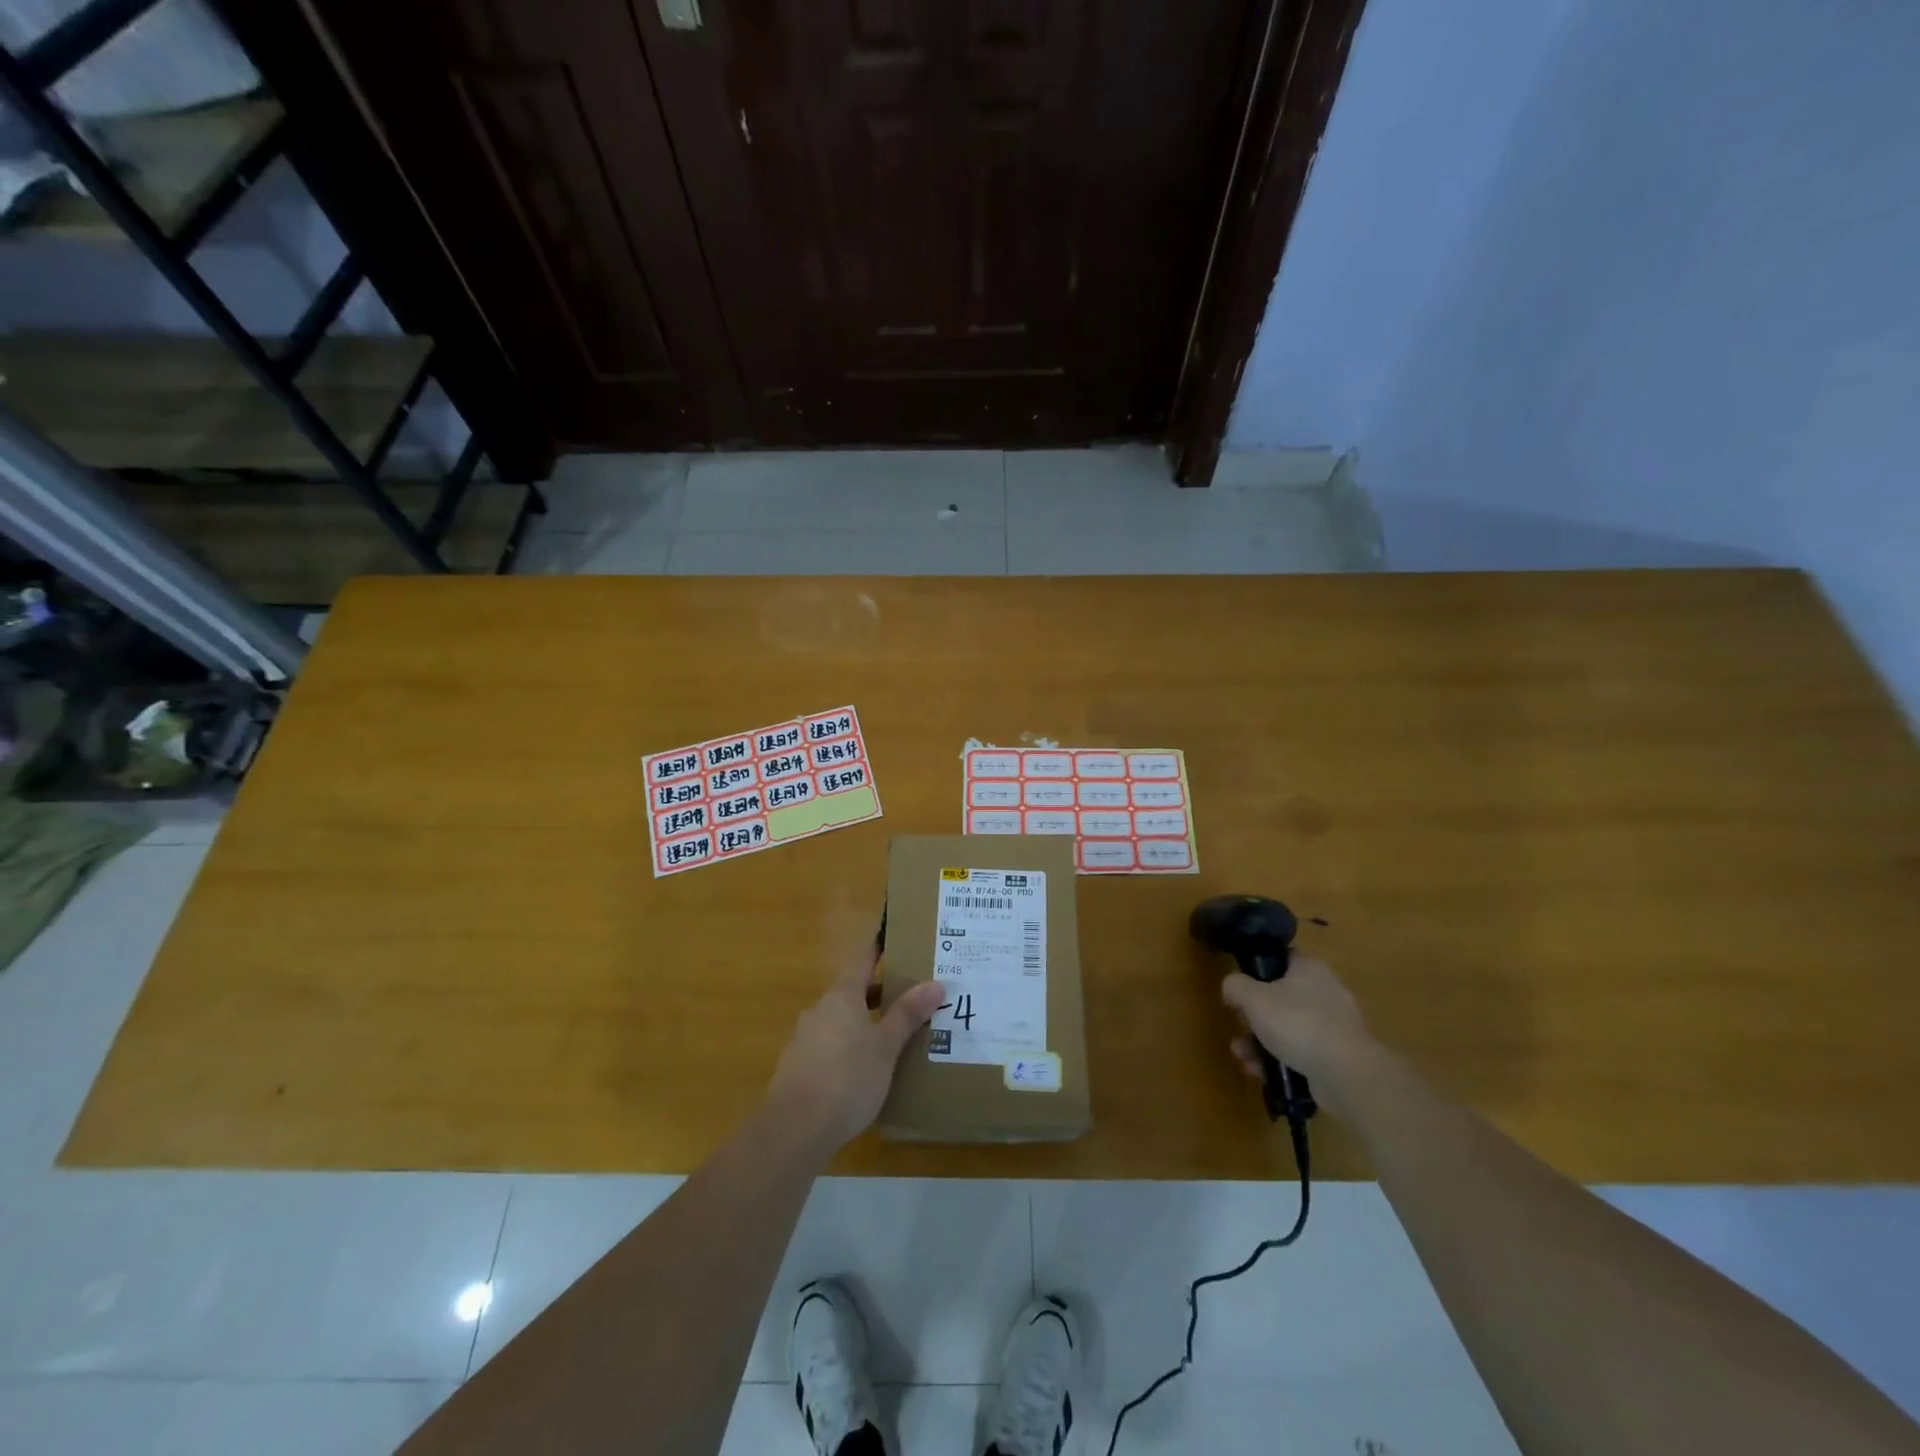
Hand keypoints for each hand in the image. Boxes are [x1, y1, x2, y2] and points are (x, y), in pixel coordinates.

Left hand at [767, 941, 944, 1152]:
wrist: (795, 1128)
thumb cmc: (847, 1078)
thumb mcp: (886, 1046)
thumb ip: (907, 1014)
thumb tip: (935, 983)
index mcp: (842, 996)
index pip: (863, 959)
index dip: (879, 947)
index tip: (893, 935)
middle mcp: (820, 1010)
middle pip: (853, 991)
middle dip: (879, 993)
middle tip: (909, 995)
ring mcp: (805, 1039)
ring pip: (841, 1020)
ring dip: (864, 1022)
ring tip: (893, 1036)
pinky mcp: (798, 1067)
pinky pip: (830, 1046)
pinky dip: (850, 1048)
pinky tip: (866, 1070)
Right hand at [1221, 955, 1373, 1103]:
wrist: (1345, 1074)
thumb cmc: (1297, 1023)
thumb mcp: (1254, 998)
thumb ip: (1235, 985)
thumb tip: (1230, 986)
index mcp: (1310, 968)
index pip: (1282, 956)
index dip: (1259, 966)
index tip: (1241, 983)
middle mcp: (1326, 992)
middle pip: (1281, 996)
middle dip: (1255, 1014)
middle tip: (1239, 1025)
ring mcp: (1334, 1026)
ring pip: (1288, 1027)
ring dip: (1261, 1040)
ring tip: (1243, 1055)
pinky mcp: (1336, 1056)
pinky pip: (1301, 1051)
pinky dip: (1279, 1059)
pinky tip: (1260, 1072)